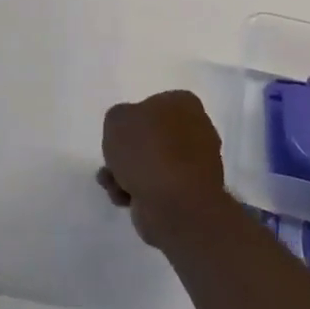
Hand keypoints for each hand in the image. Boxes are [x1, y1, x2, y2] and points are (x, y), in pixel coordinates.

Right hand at [98, 90, 227, 248]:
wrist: (175, 204)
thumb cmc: (147, 150)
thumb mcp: (116, 119)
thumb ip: (119, 119)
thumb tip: (128, 132)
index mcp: (185, 104)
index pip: (154, 104)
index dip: (133, 120)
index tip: (119, 134)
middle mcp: (198, 130)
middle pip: (153, 138)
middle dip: (129, 152)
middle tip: (113, 161)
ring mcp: (198, 165)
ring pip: (154, 165)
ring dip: (128, 174)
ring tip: (111, 183)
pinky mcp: (192, 196)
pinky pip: (160, 188)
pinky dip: (140, 193)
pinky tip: (123, 199)